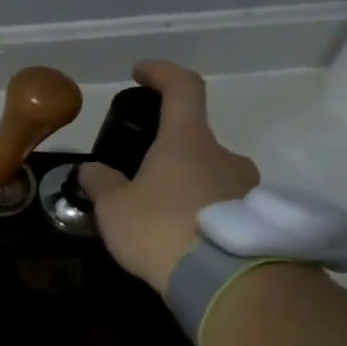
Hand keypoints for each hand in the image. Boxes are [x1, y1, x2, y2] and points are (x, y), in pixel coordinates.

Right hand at [77, 60, 260, 292]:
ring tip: (153, 219)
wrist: (221, 275)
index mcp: (186, 142)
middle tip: (134, 182)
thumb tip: (91, 168)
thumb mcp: (113, 208)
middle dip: (164, 156)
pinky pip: (219, 204)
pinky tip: (177, 237)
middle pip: (192, 141)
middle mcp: (223, 153)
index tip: (142, 71)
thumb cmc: (158, 227)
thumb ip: (101, 184)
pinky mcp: (254, 214)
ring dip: (182, 188)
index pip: (182, 90)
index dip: (162, 74)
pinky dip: (198, 212)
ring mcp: (245, 183)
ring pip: (207, 175)